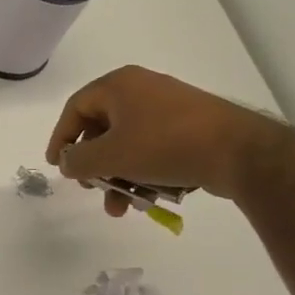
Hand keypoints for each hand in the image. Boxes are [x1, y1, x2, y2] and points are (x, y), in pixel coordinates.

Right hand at [45, 64, 281, 212]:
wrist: (238, 151)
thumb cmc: (164, 145)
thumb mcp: (111, 156)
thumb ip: (79, 160)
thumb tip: (68, 162)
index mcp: (119, 86)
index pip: (75, 108)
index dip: (61, 138)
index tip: (57, 165)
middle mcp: (141, 90)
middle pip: (101, 129)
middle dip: (93, 166)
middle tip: (91, 188)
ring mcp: (167, 108)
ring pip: (127, 145)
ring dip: (118, 177)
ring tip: (120, 208)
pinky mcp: (188, 128)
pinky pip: (152, 150)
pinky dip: (142, 173)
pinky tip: (147, 199)